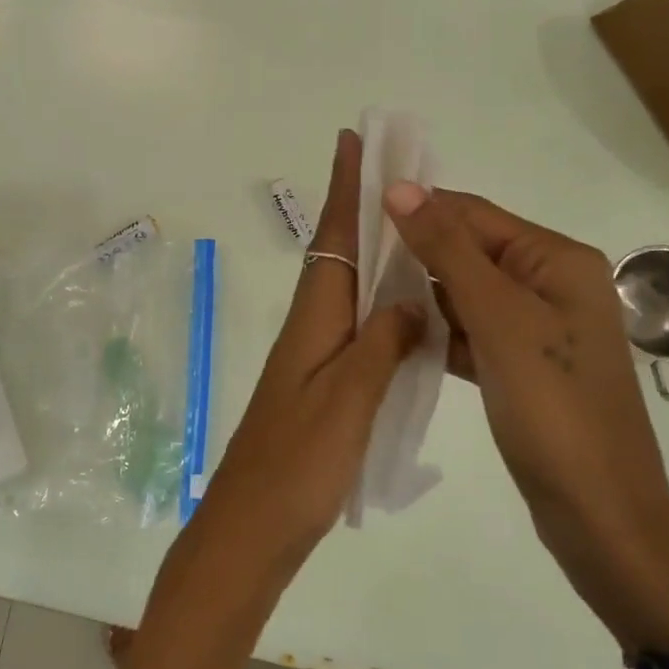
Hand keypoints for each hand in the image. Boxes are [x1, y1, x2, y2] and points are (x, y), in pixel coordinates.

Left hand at [189, 131, 425, 576]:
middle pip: (339, 254)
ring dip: (375, 252)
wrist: (252, 528)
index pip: (333, 237)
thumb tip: (410, 297)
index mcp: (314, 320)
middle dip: (363, 208)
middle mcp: (311, 328)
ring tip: (415, 229)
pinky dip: (381, 305)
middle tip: (399, 173)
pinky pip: (358, 327)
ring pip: (349, 289)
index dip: (344, 188)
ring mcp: (315, 358)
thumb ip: (382, 344)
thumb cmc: (296, 465)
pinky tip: (408, 312)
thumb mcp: (347, 401)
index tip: (352, 139)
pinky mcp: (323, 387)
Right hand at [382, 185, 668, 651]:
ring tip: (365, 294)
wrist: (599, 514)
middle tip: (354, 258)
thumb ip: (447, 250)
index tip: (358, 211)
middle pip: (471, 252)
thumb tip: (400, 186)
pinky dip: (439, 332)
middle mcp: (552, 285)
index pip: (475, 215)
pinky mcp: (522, 367)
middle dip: (417, 253)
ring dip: (423, 294)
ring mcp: (538, 329)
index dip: (419, 209)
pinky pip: (472, 333)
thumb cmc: (553, 408)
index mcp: (557, 260)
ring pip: (467, 294)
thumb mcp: (498, 319)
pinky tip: (398, 336)